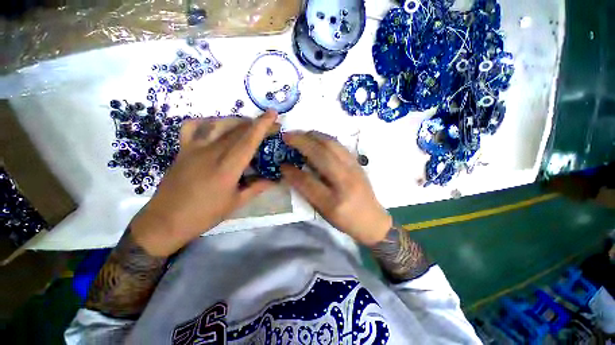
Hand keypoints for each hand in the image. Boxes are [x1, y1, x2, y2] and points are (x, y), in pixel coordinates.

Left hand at [130, 111, 278, 255]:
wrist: (166, 220)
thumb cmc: (204, 214)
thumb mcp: (236, 203)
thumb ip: (257, 187)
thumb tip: (275, 180)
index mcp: (227, 168)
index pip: (248, 141)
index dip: (262, 125)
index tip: (273, 114)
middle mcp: (211, 153)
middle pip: (237, 130)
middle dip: (256, 123)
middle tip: (269, 125)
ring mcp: (194, 148)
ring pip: (218, 124)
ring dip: (237, 121)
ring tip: (248, 124)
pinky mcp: (183, 149)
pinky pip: (193, 127)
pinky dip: (207, 122)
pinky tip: (215, 126)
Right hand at [282, 131, 391, 245]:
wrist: (372, 219)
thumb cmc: (345, 220)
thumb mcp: (323, 211)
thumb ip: (307, 191)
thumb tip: (291, 172)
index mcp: (334, 201)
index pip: (308, 182)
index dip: (292, 172)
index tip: (282, 165)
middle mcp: (345, 182)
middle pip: (322, 155)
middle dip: (301, 142)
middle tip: (287, 136)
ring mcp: (354, 169)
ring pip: (332, 145)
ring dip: (313, 136)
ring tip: (300, 134)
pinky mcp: (357, 163)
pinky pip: (339, 145)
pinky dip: (325, 138)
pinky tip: (317, 138)